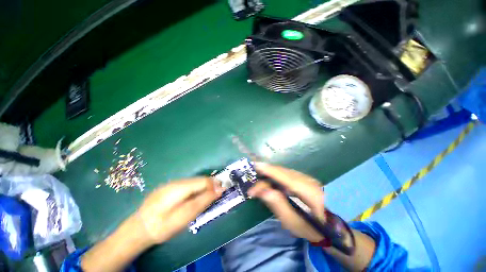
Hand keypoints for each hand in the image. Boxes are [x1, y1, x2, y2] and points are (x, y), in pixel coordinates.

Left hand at [137, 177, 223, 243]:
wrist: (137, 229)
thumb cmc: (163, 226)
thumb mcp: (186, 216)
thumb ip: (203, 200)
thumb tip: (220, 189)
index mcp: (181, 187)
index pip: (204, 180)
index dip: (215, 184)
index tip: (222, 191)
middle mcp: (177, 181)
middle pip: (199, 179)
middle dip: (210, 185)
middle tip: (215, 196)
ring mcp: (171, 183)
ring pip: (193, 181)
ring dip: (202, 187)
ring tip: (206, 197)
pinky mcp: (168, 187)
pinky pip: (187, 184)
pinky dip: (194, 189)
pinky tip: (192, 198)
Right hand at [248, 162, 325, 242]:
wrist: (330, 226)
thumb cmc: (312, 227)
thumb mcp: (294, 223)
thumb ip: (279, 206)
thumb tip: (263, 191)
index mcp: (309, 192)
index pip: (286, 177)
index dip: (270, 170)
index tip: (256, 166)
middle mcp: (308, 180)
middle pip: (283, 172)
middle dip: (266, 174)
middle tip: (253, 185)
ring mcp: (307, 177)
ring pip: (284, 171)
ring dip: (270, 174)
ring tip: (259, 184)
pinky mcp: (304, 178)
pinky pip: (286, 173)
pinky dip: (275, 175)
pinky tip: (269, 181)